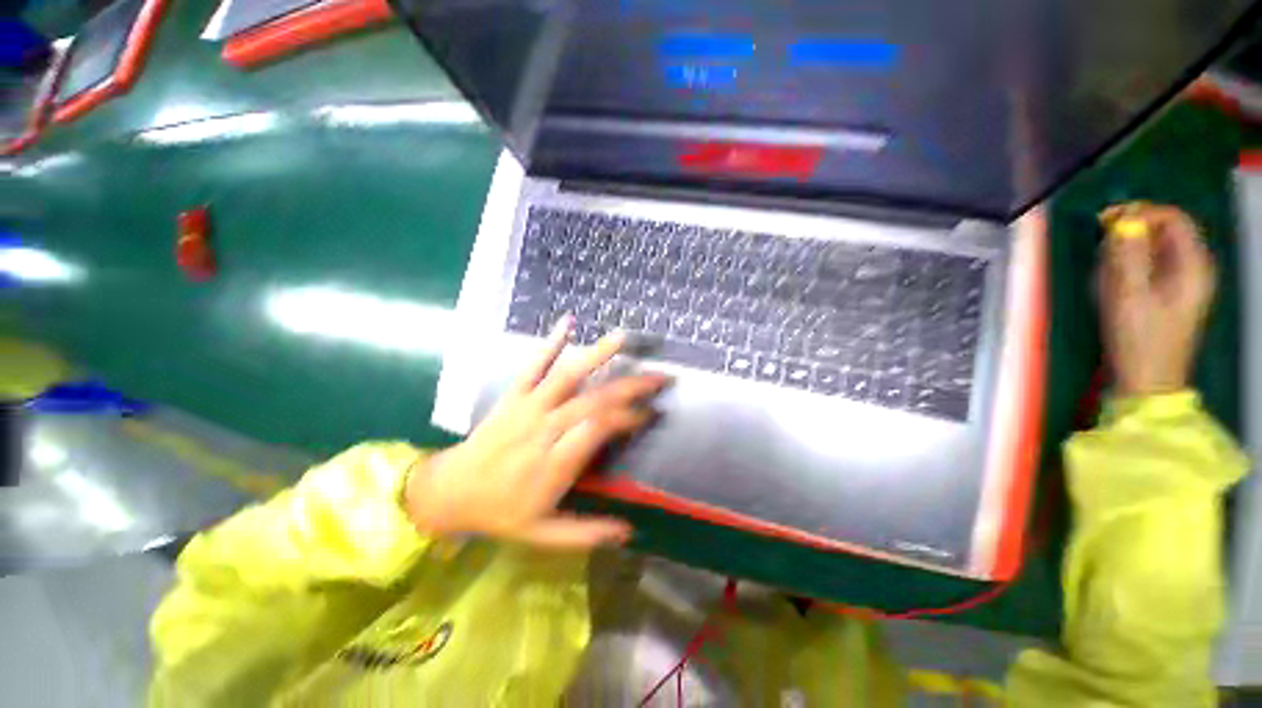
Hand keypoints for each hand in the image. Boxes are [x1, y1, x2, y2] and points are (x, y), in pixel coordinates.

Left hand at [404, 317, 668, 549]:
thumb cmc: (499, 512)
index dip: (630, 418)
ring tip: (623, 338)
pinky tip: (568, 322)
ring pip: (567, 376)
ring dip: (596, 355)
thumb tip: (628, 532)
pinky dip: (550, 342)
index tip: (652, 412)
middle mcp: (544, 429)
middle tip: (659, 377)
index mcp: (554, 463)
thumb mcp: (541, 534)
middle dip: (630, 386)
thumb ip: (586, 532)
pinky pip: (532, 364)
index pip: (600, 430)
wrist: (449, 492)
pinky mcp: (513, 395)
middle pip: (593, 400)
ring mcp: (527, 407)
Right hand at [1097, 203, 1215, 397]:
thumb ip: (1128, 255)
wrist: (1147, 381)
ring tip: (1105, 269)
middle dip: (1133, 232)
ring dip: (1129, 251)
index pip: (1174, 219)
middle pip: (1166, 231)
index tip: (1107, 221)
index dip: (1142, 213)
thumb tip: (1123, 222)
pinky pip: (1152, 265)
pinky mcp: (1170, 294)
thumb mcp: (1129, 296)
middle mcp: (1194, 268)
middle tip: (1102, 244)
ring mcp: (1184, 283)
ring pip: (1156, 248)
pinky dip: (1131, 265)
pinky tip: (1115, 281)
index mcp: (1193, 266)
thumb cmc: (1139, 340)